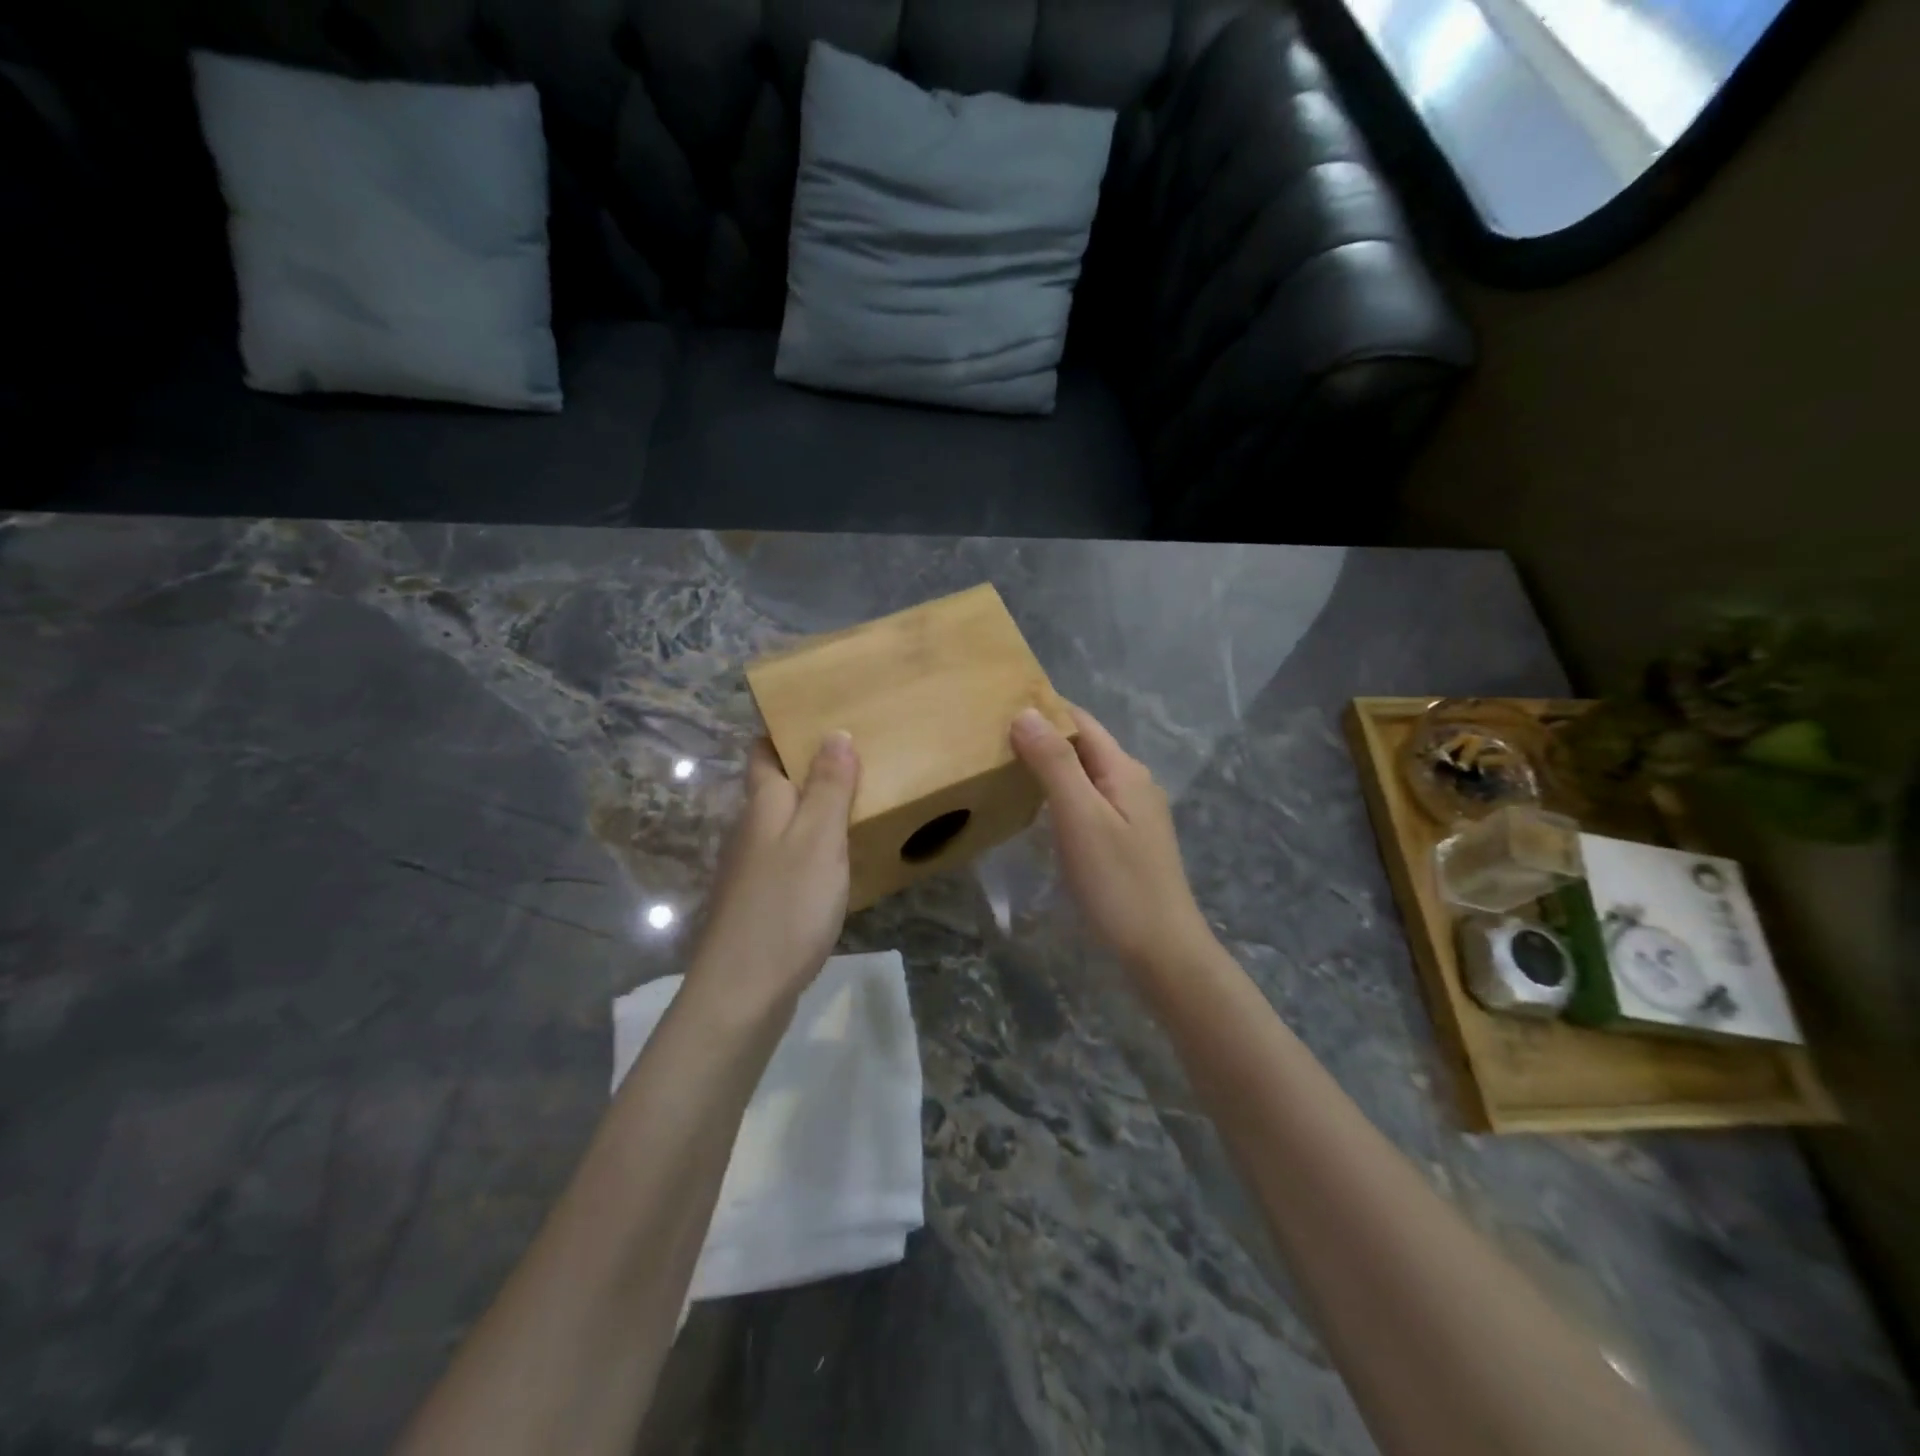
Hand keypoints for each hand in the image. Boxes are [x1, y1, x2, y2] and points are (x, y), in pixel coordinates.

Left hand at [687, 733, 859, 1014]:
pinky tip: (839, 859)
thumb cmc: (786, 906)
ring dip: (813, 807)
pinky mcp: (759, 900)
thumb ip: (829, 787)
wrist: (742, 991)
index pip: (763, 751)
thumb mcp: (819, 839)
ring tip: (858, 799)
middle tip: (858, 754)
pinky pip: (788, 856)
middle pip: (774, 785)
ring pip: (783, 822)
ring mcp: (751, 867)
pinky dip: (813, 845)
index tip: (821, 715)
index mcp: (763, 805)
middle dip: (808, 767)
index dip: (784, 730)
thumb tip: (835, 732)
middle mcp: (750, 828)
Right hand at [1011, 705, 1213, 973]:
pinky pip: (1089, 801)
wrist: (1162, 951)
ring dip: (1051, 766)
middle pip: (1085, 746)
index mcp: (1125, 770)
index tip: (998, 705)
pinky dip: (1061, 794)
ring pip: (1086, 775)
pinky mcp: (1127, 841)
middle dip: (1043, 736)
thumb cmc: (1118, 882)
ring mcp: (1133, 814)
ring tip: (1006, 768)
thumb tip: (1025, 712)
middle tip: (992, 738)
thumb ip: (1054, 764)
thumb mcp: (1080, 817)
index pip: (1081, 722)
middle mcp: (1133, 783)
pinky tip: (1039, 810)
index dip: (1044, 709)